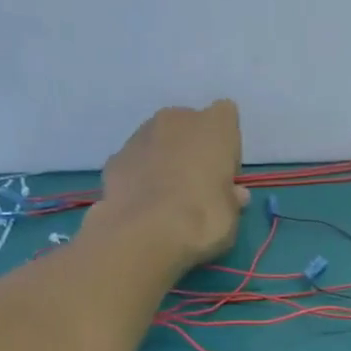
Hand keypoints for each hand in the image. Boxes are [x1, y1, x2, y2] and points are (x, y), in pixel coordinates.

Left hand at [92, 100, 248, 272]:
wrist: (143, 234)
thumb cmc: (202, 219)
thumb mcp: (231, 216)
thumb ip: (232, 199)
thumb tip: (235, 195)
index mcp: (213, 126)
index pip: (226, 116)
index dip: (227, 145)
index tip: (225, 174)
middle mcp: (176, 119)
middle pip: (190, 125)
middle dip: (194, 148)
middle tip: (197, 185)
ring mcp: (141, 135)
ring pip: (160, 140)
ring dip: (166, 160)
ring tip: (167, 198)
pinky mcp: (115, 157)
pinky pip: (137, 162)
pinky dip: (141, 176)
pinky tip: (144, 203)